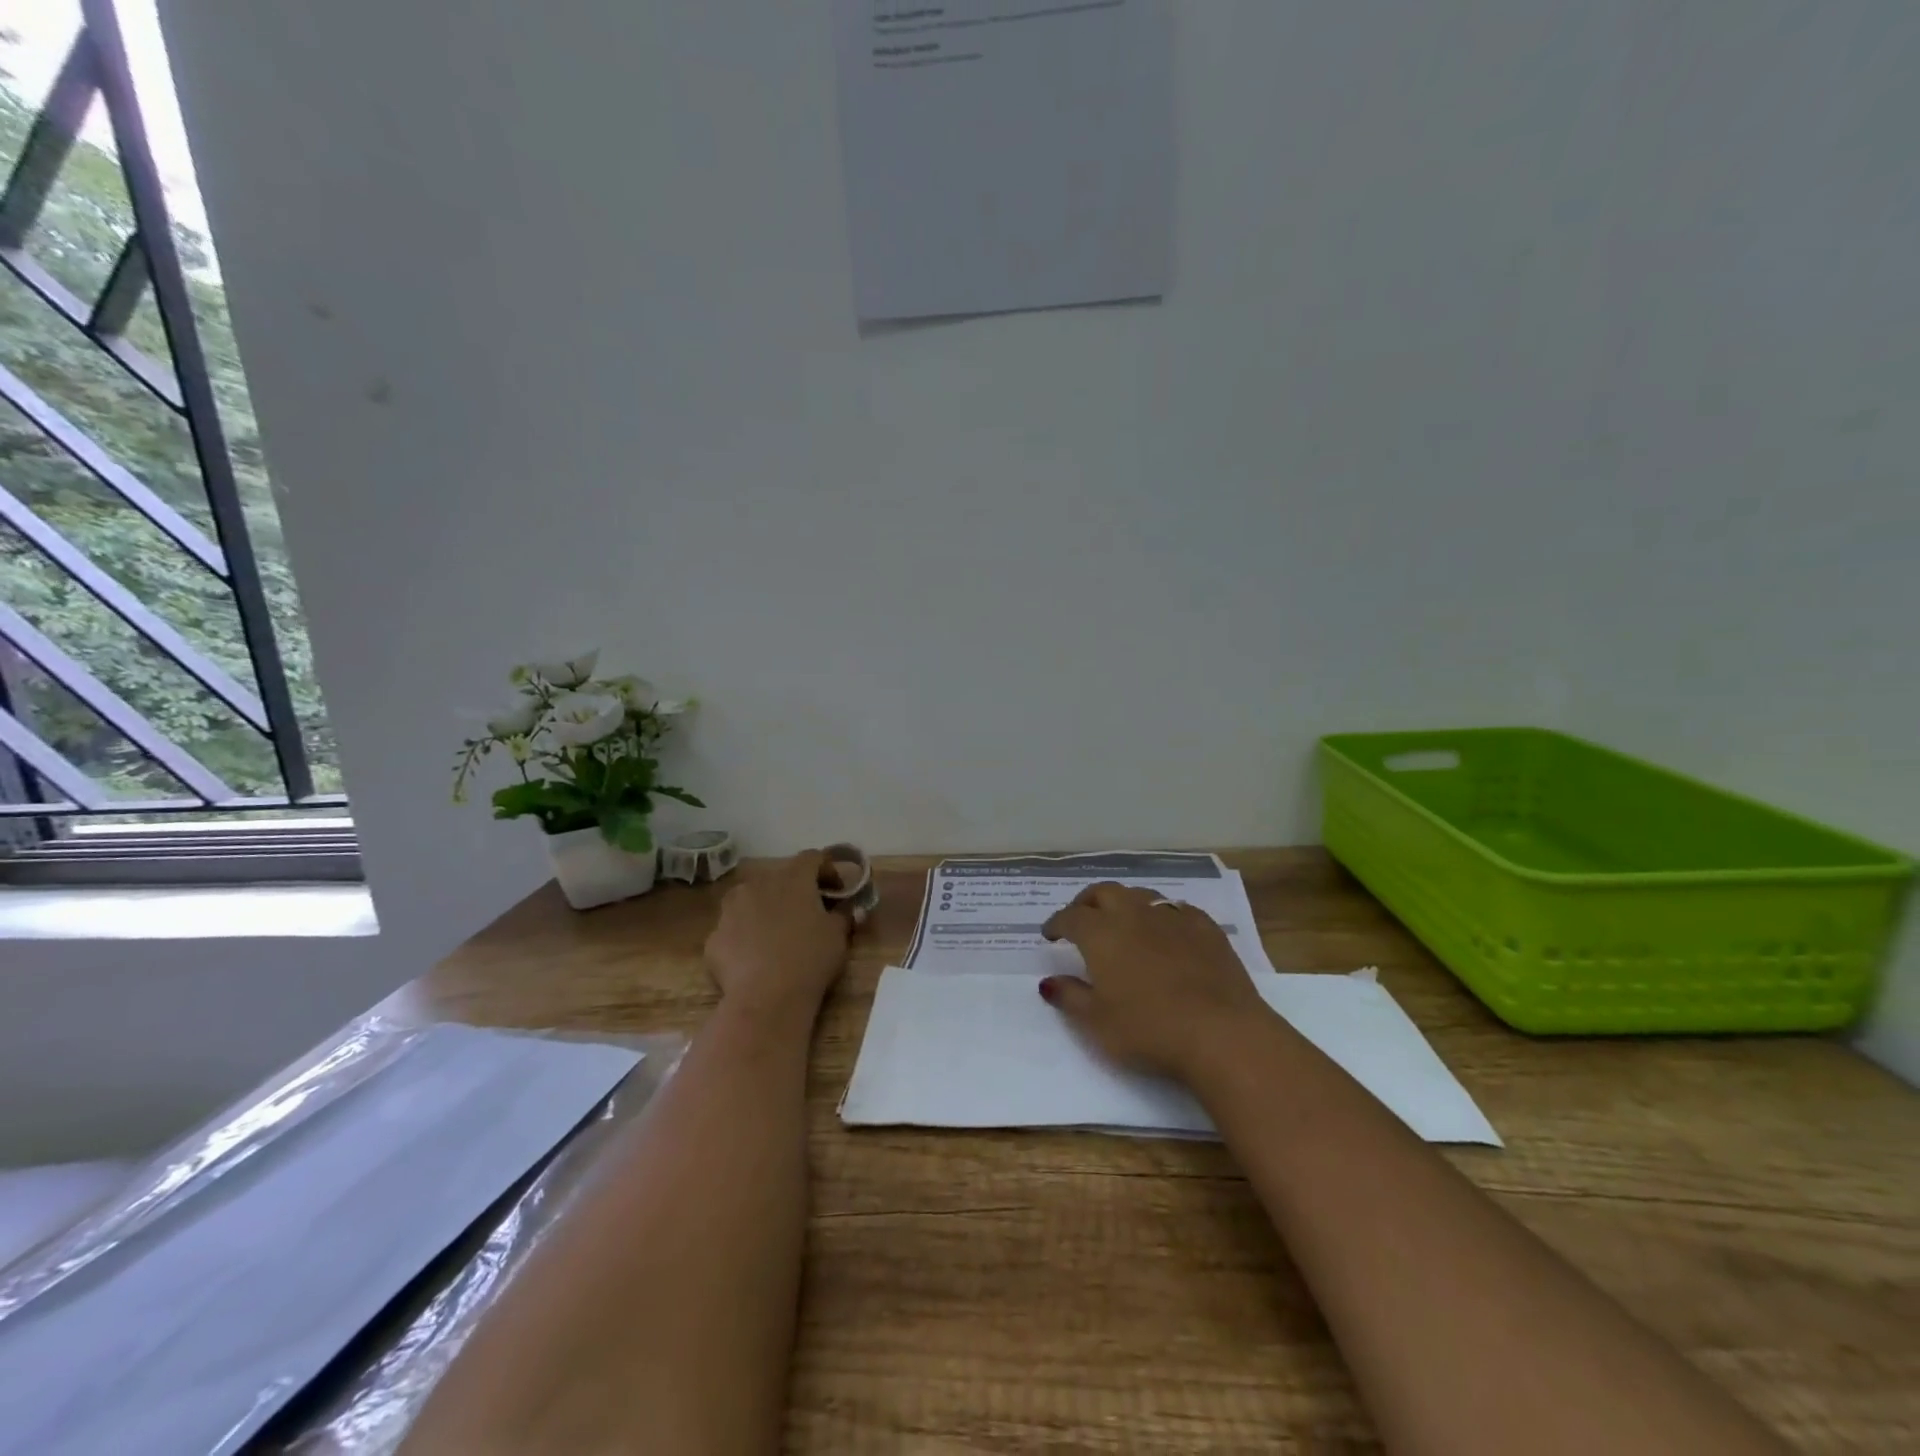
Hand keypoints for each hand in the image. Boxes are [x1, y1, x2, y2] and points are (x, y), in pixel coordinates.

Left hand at [704, 850, 852, 1024]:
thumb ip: (843, 915)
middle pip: (779, 878)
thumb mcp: (838, 936)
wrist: (766, 999)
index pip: (812, 858)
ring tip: (776, 935)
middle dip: (794, 891)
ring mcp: (731, 910)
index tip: (837, 890)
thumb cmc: (810, 959)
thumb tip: (849, 908)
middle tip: (807, 914)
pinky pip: (734, 930)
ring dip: (765, 910)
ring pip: (750, 900)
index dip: (826, 870)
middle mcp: (758, 884)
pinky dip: (745, 938)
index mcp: (792, 878)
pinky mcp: (714, 937)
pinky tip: (754, 959)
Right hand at [1040, 882, 1267, 1080]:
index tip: (1050, 935)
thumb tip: (1048, 982)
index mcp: (1101, 933)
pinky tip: (1167, 932)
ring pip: (1140, 895)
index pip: (1070, 917)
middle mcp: (1133, 914)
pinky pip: (1177, 909)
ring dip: (1124, 903)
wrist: (1222, 1033)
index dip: (1056, 923)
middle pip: (1104, 892)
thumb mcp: (1097, 1023)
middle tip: (1081, 918)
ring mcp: (1173, 917)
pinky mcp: (1206, 928)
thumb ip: (1070, 997)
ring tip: (1122, 922)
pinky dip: (1162, 916)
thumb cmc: (1149, 1030)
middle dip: (1087, 902)